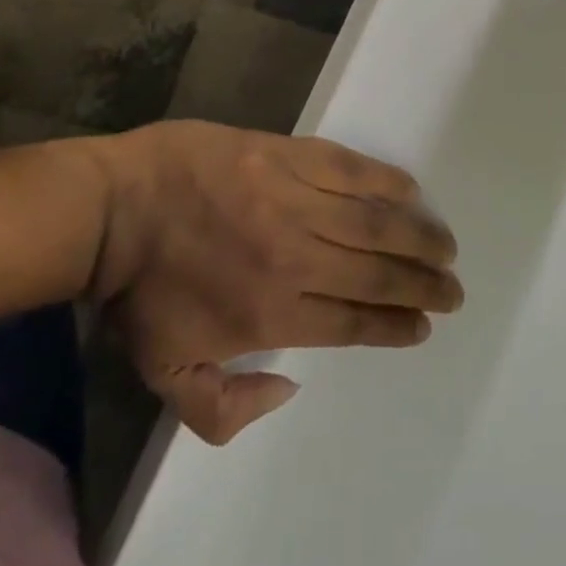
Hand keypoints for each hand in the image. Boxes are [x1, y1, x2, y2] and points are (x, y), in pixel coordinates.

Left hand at [86, 122, 461, 444]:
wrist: (111, 209)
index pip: (352, 324)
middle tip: (454, 290)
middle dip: (423, 286)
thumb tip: (288, 390)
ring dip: (416, 236)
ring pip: (373, 222)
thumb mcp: (165, 376)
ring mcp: (292, 200)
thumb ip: (223, 410)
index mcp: (271, 314)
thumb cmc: (138, 293)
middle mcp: (294, 259)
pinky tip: (409, 189)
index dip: (395, 326)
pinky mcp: (284, 155)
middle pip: (376, 274)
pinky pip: (347, 168)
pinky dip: (383, 180)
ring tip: (446, 247)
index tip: (424, 326)